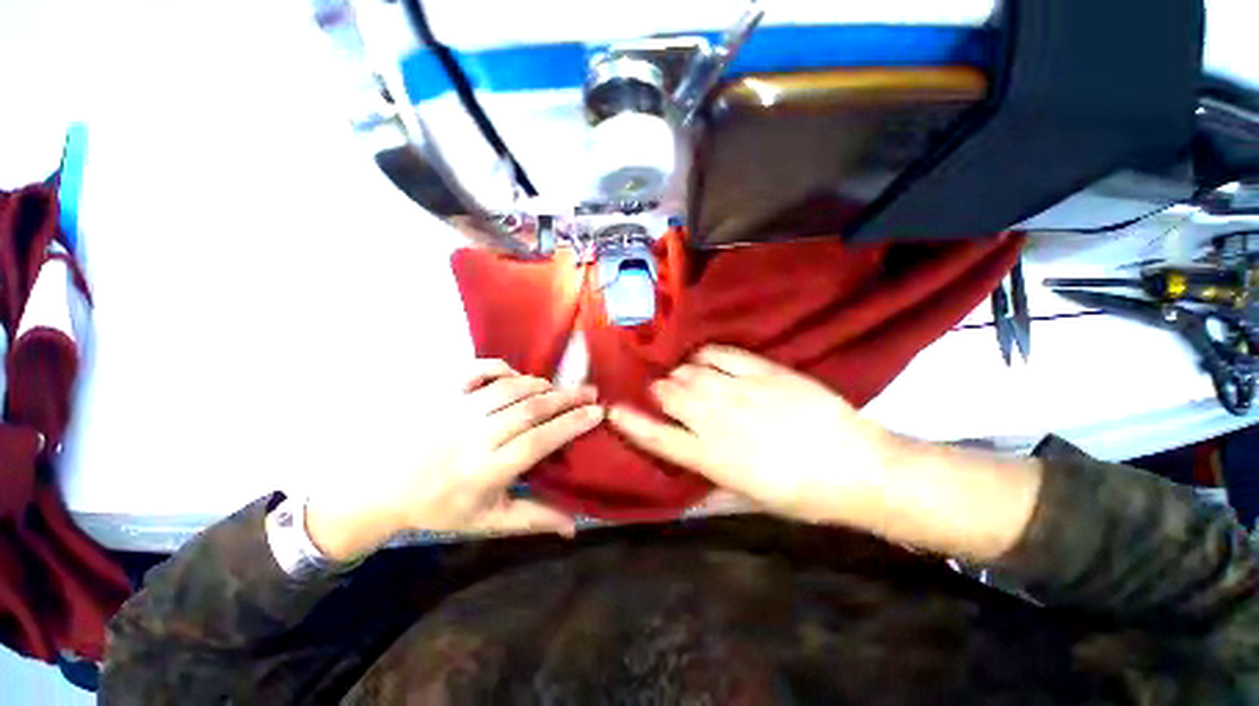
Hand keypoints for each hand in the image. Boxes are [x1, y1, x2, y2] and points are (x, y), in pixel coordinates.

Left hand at [306, 360, 602, 561]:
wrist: (383, 488)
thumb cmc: (441, 507)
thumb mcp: (489, 521)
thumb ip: (534, 520)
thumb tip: (574, 527)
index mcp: (487, 470)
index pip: (539, 441)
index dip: (572, 424)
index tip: (597, 413)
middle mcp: (475, 436)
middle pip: (531, 409)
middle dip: (568, 398)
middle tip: (591, 392)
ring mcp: (458, 410)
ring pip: (512, 388)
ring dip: (542, 385)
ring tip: (561, 389)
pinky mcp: (444, 394)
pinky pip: (478, 371)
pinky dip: (502, 368)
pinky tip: (517, 375)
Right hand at [607, 346, 898, 525]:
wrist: (856, 468)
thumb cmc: (800, 493)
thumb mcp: (747, 498)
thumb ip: (708, 481)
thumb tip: (684, 464)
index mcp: (709, 457)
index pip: (655, 436)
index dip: (629, 422)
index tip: (613, 410)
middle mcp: (714, 420)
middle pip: (667, 394)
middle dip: (662, 393)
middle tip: (670, 395)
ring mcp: (737, 391)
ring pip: (688, 372)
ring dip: (681, 375)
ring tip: (690, 379)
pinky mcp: (761, 371)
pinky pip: (718, 353)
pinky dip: (705, 355)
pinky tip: (707, 360)